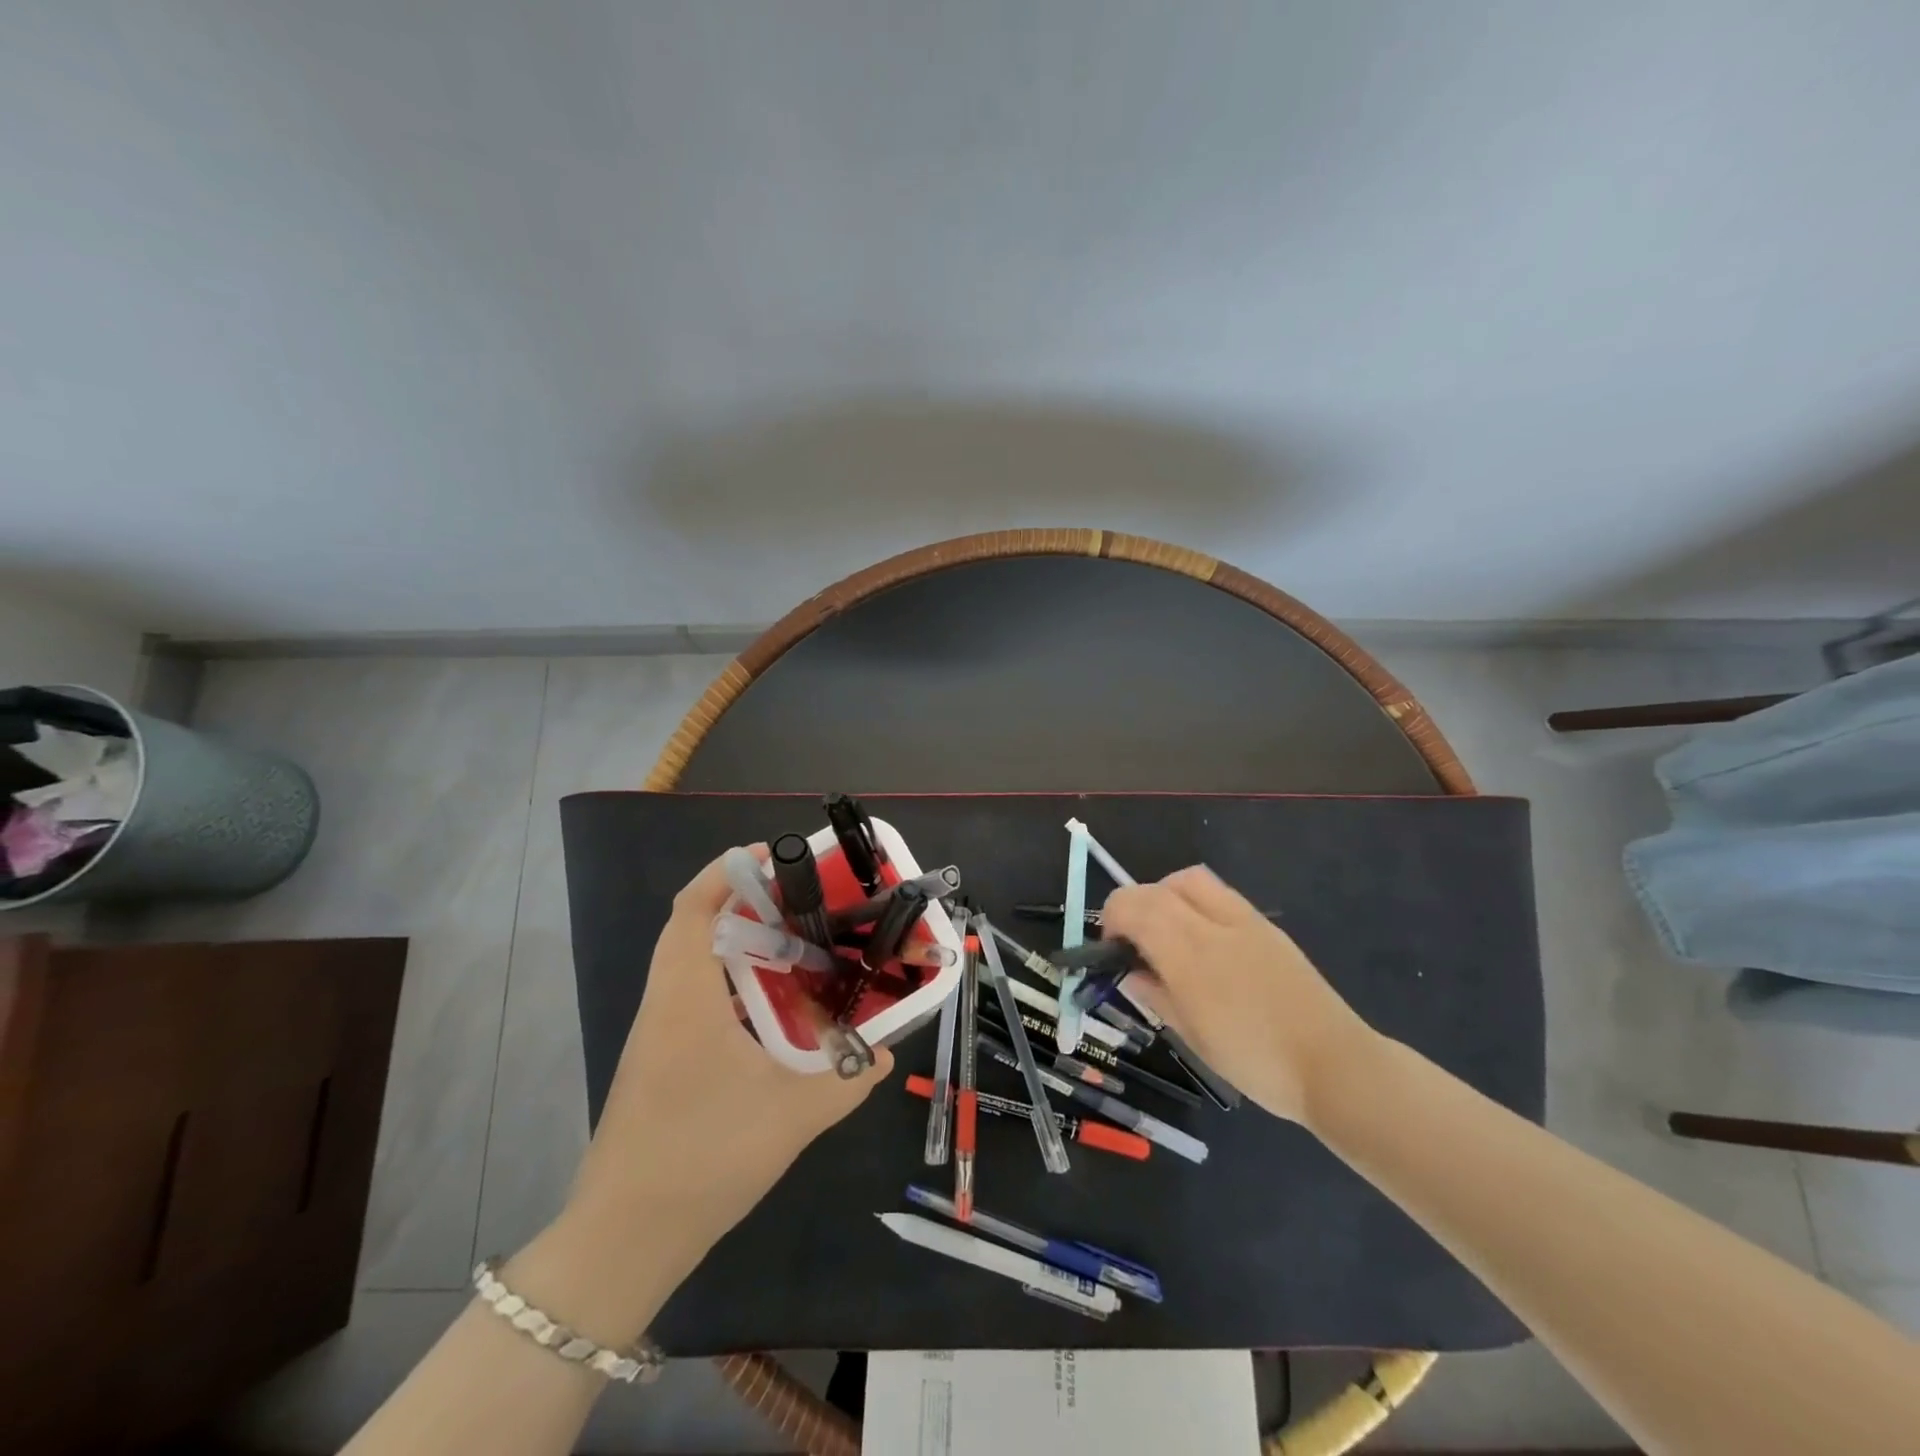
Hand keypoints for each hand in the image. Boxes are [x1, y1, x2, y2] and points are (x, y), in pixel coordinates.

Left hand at [566, 846, 893, 1274]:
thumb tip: (887, 1055)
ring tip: (794, 946)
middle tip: (799, 902)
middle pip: (691, 928)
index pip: (692, 910)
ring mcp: (656, 1035)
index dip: (725, 874)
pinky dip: (731, 984)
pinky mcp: (658, 1062)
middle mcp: (665, 1005)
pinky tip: (772, 1011)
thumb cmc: (703, 1158)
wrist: (622, 1240)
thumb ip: (847, 1079)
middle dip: (741, 903)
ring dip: (736, 944)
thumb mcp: (791, 1117)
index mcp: (686, 999)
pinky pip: (694, 998)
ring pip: (691, 965)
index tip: (770, 858)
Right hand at [1101, 866, 1375, 1123]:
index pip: (1132, 906)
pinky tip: (1203, 942)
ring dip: (1165, 896)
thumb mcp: (1192, 1036)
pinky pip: (1219, 894)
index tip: (1113, 951)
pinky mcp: (1266, 926)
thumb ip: (1155, 994)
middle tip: (1135, 943)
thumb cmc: (1256, 1061)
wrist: (1334, 1064)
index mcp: (1189, 954)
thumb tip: (1129, 972)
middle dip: (1133, 906)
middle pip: (1156, 887)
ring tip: (1167, 934)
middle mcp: (1212, 925)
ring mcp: (1244, 920)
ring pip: (1188, 879)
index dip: (1112, 920)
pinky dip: (1195, 904)